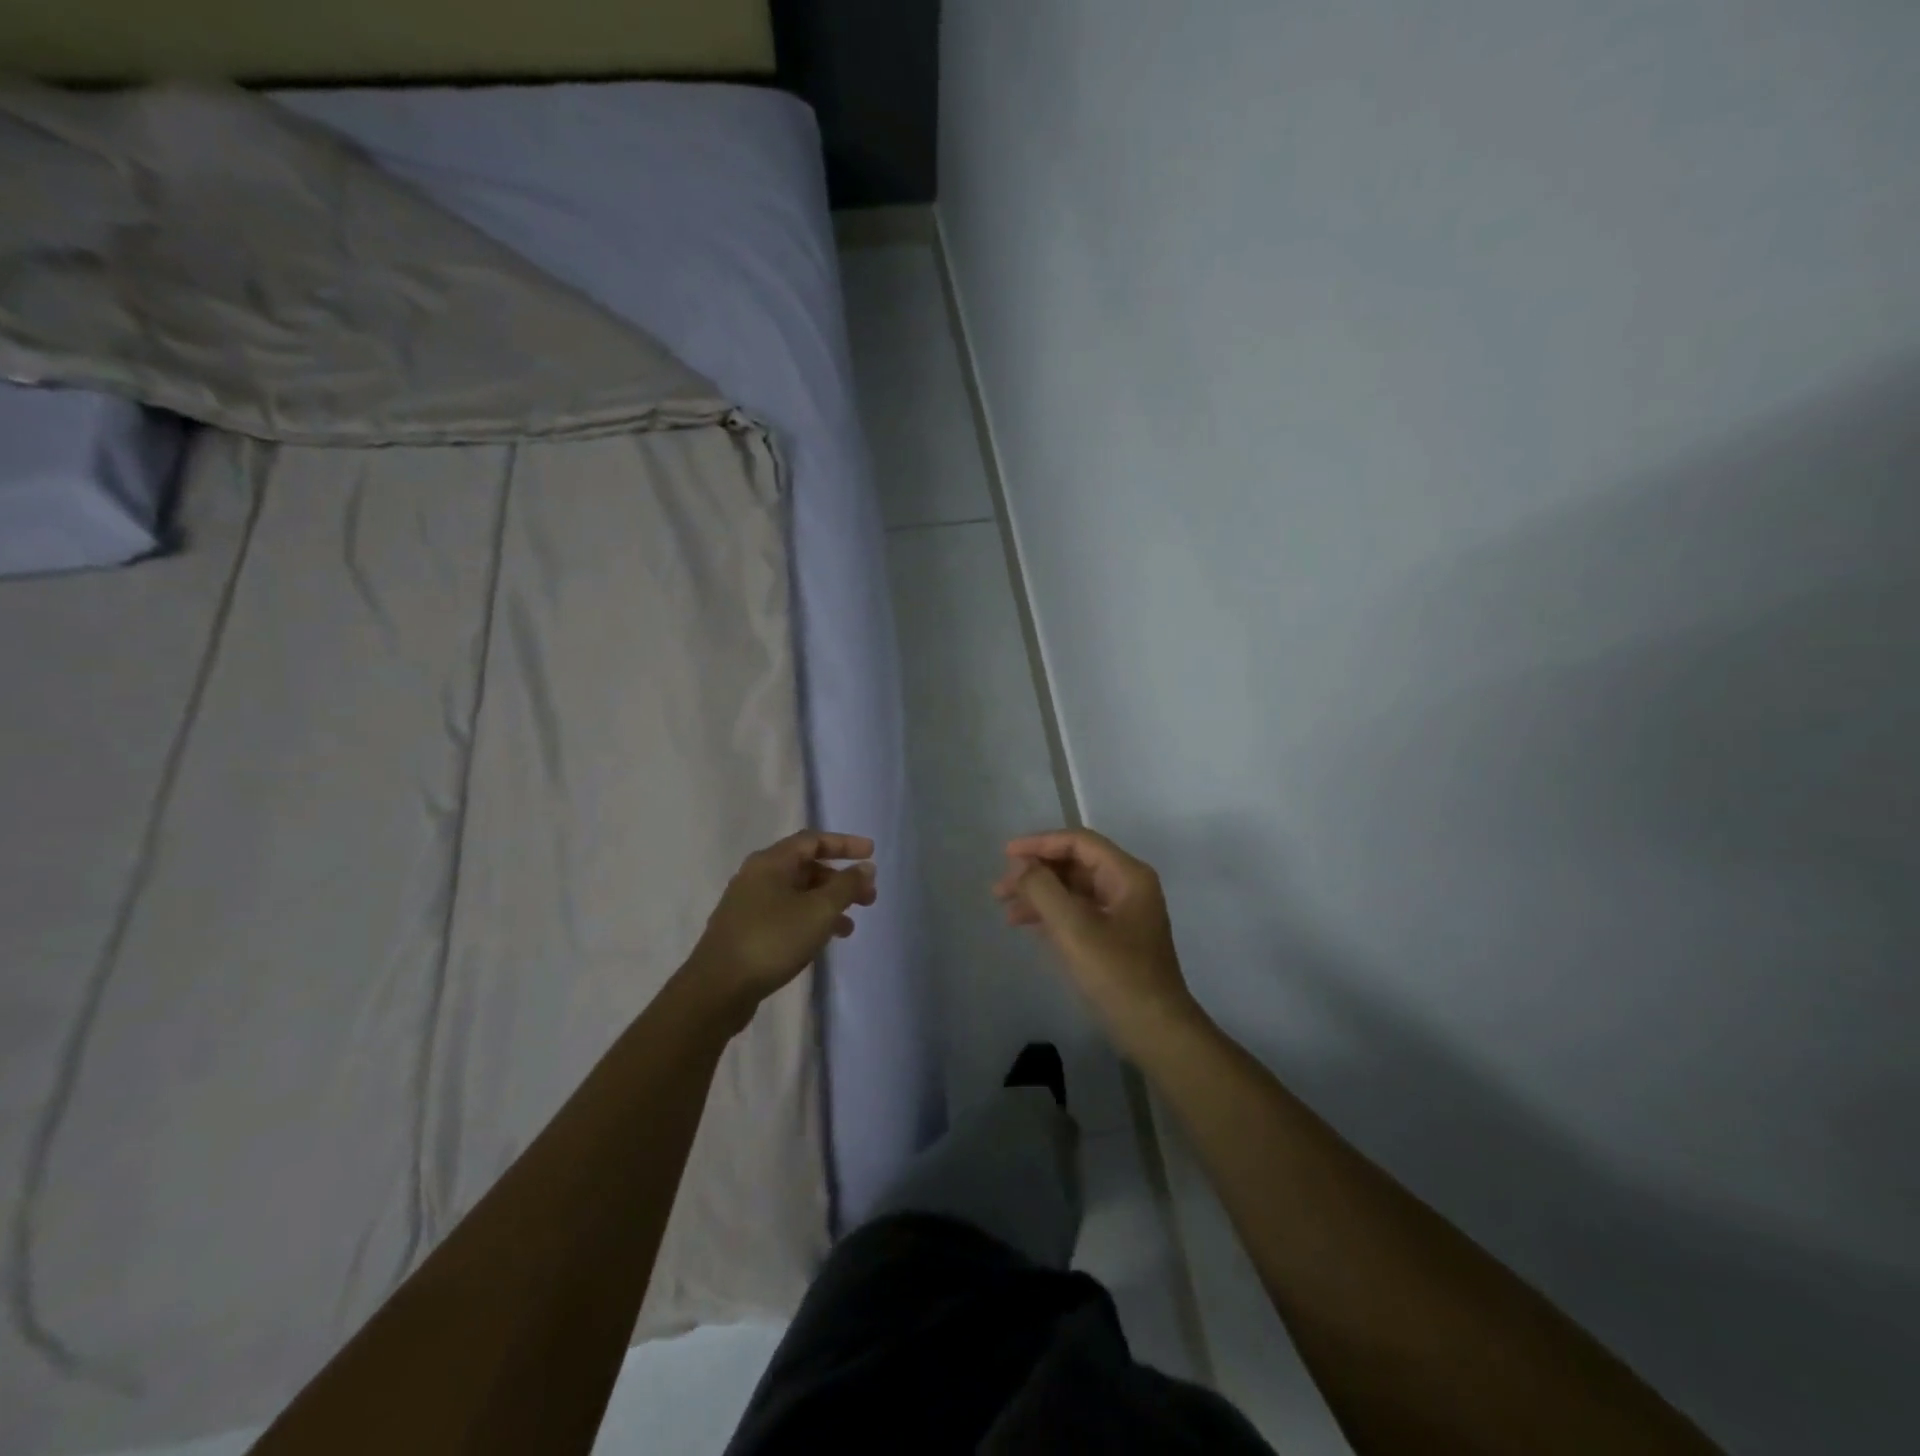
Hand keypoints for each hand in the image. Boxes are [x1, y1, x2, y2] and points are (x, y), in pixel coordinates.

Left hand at [688, 831, 875, 1027]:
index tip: (871, 853)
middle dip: (840, 880)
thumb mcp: (818, 911)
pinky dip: (809, 920)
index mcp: (770, 862)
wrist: (717, 990)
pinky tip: (823, 941)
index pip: (813, 840)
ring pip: (797, 894)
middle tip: (868, 897)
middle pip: (805, 867)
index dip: (844, 844)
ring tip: (850, 926)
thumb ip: (846, 886)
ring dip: (827, 904)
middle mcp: (756, 877)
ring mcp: (748, 905)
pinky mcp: (745, 931)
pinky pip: (786, 915)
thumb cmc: (772, 940)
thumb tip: (865, 867)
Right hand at [993, 828, 1198, 1053]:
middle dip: (1036, 872)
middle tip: (1000, 889)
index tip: (1006, 855)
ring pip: (1074, 890)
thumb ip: (1043, 889)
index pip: (1079, 842)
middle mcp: (1128, 886)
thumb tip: (1022, 866)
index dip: (1040, 843)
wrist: (1154, 1030)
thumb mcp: (1074, 928)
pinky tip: (1026, 925)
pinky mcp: (1115, 937)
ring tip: (1005, 910)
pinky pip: (1078, 912)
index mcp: (1127, 875)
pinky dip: (1052, 914)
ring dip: (1040, 895)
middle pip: (1075, 864)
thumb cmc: (1117, 974)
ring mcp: (1123, 913)